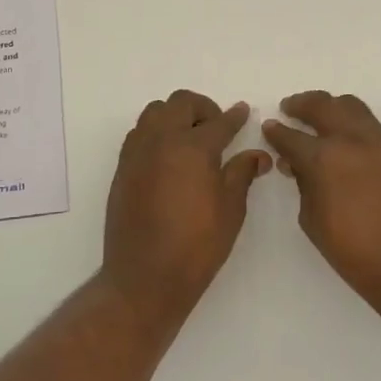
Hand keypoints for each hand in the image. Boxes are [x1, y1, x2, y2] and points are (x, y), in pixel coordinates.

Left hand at [103, 90, 269, 306]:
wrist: (145, 278)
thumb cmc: (197, 246)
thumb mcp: (230, 210)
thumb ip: (242, 173)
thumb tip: (257, 154)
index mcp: (193, 147)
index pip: (219, 122)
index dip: (235, 116)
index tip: (244, 112)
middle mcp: (162, 140)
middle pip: (181, 103)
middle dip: (203, 108)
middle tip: (217, 128)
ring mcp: (137, 152)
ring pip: (155, 112)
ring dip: (175, 116)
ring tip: (190, 140)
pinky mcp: (122, 168)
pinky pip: (139, 133)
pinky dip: (156, 133)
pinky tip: (169, 157)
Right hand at [261, 91, 380, 298]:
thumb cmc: (357, 253)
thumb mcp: (313, 222)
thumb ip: (304, 186)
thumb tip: (298, 166)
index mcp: (324, 159)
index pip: (291, 137)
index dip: (276, 132)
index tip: (269, 127)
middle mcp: (353, 140)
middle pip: (323, 106)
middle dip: (302, 104)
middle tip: (290, 108)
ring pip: (353, 107)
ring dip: (332, 107)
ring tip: (322, 118)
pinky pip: (375, 128)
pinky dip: (357, 127)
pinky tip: (352, 145)